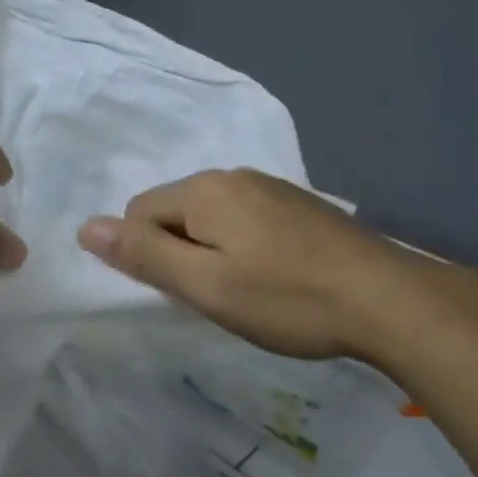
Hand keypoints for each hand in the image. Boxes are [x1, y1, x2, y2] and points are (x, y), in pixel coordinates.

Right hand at [77, 168, 462, 364]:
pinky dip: (244, 246)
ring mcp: (272, 187)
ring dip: (212, 250)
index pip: (139, 212)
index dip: (147, 255)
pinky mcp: (300, 205)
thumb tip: (86, 227)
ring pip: (213, 216)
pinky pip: (247, 219)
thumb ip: (144, 255)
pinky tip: (277, 278)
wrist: (390, 300)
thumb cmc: (286, 298)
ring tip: (247, 292)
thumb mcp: (205, 285)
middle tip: (214, 296)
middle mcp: (234, 176)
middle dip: (179, 251)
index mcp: (204, 190)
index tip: (184, 291)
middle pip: (176, 210)